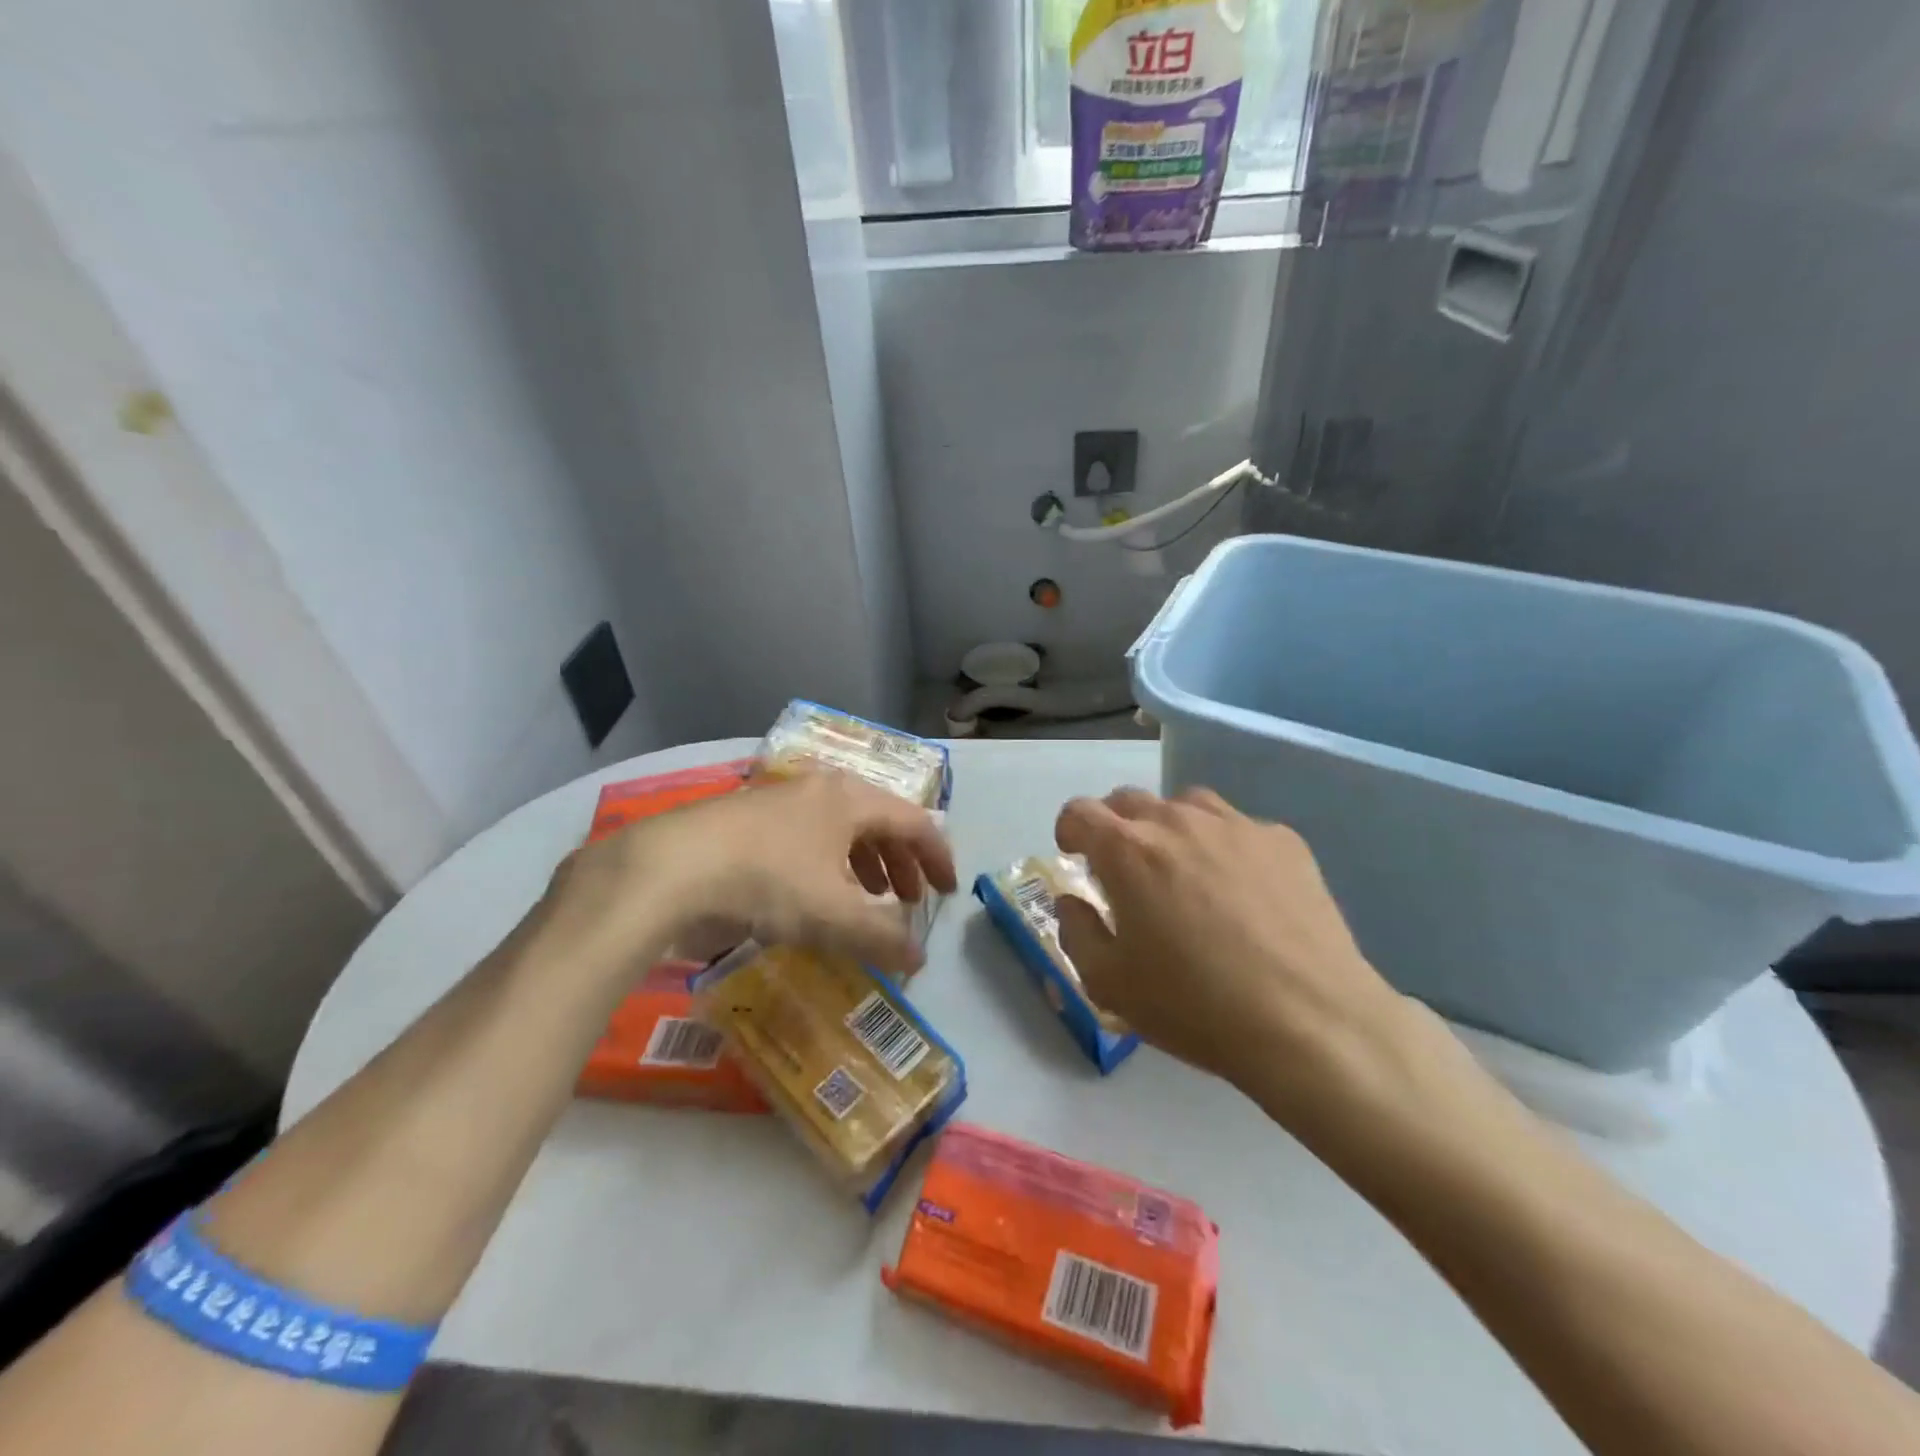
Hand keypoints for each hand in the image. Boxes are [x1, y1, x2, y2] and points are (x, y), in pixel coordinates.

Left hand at [543, 771, 957, 980]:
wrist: (668, 869)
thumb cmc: (767, 881)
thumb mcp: (833, 916)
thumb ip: (882, 938)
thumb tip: (918, 960)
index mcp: (851, 799)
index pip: (914, 821)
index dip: (937, 857)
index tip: (948, 891)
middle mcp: (821, 790)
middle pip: (878, 821)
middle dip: (900, 862)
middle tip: (908, 900)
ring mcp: (781, 802)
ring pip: (840, 829)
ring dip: (864, 864)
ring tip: (867, 900)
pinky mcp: (748, 821)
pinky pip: (807, 839)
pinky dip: (827, 866)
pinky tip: (814, 897)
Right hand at [1054, 786, 1409, 1103]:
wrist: (1310, 1021)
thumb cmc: (1195, 1005)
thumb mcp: (1109, 984)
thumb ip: (1076, 931)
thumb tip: (1072, 900)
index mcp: (1127, 850)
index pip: (1080, 811)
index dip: (1069, 830)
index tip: (1075, 856)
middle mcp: (1177, 821)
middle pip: (1129, 800)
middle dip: (1114, 826)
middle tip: (1124, 869)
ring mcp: (1236, 825)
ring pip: (1185, 805)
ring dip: (1169, 827)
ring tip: (1182, 870)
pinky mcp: (1283, 840)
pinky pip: (1237, 827)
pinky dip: (1223, 846)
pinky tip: (1241, 890)